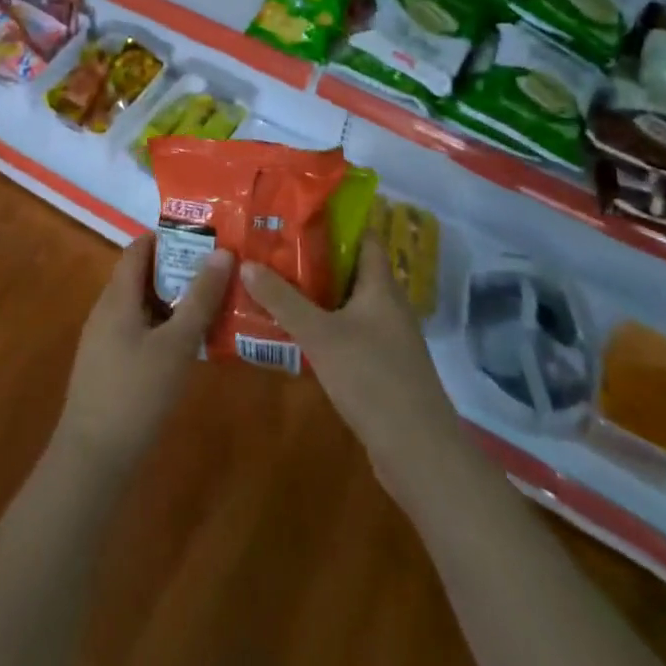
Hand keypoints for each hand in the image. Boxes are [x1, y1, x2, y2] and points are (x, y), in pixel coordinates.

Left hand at [55, 235, 232, 472]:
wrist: (92, 460)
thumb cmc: (135, 393)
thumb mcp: (176, 344)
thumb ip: (200, 299)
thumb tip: (223, 253)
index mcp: (117, 296)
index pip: (139, 248)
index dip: (169, 237)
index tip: (205, 238)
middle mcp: (106, 310)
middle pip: (142, 275)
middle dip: (178, 270)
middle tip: (219, 271)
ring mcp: (104, 340)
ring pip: (142, 305)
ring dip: (174, 301)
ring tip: (213, 303)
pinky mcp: (109, 366)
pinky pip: (139, 330)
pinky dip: (164, 326)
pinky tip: (190, 344)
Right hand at [241, 232, 462, 498]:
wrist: (419, 454)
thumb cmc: (373, 380)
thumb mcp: (320, 335)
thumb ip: (283, 300)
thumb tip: (247, 264)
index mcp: (381, 286)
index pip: (363, 236)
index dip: (334, 220)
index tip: (298, 211)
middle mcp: (387, 305)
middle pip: (350, 268)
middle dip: (313, 257)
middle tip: (272, 246)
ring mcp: (386, 338)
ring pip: (346, 303)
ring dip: (315, 294)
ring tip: (273, 282)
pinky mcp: (380, 367)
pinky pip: (347, 332)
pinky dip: (323, 325)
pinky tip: (293, 330)